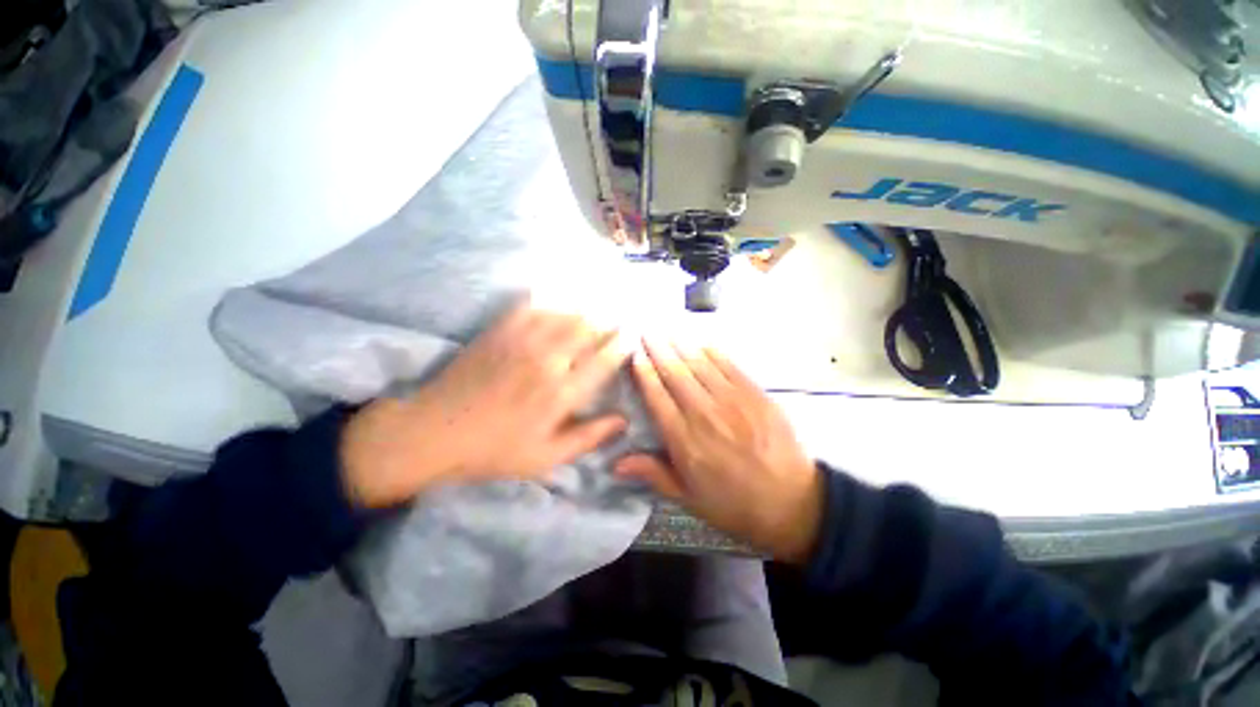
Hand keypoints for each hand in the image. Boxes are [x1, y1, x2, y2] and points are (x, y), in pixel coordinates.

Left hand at [340, 301, 630, 507]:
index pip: (603, 360)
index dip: (622, 345)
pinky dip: (553, 300)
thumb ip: (589, 437)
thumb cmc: (495, 450)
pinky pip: (534, 306)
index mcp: (561, 393)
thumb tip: (624, 420)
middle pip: (589, 329)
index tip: (633, 335)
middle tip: (620, 317)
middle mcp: (548, 360)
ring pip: (566, 314)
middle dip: (609, 321)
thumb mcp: (546, 457)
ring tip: (599, 305)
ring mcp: (522, 341)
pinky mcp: (501, 330)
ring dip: (587, 308)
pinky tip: (561, 300)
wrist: (434, 432)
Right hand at [616, 339, 823, 563]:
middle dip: (658, 350)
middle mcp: (704, 414)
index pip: (657, 397)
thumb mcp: (689, 499)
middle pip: (675, 374)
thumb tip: (615, 463)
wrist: (792, 503)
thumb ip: (654, 474)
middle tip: (646, 330)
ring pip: (700, 365)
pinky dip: (713, 352)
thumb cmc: (734, 504)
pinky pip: (729, 366)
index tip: (635, 354)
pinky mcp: (755, 395)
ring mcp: (732, 401)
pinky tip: (701, 342)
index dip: (644, 373)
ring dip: (681, 345)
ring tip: (667, 330)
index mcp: (684, 440)